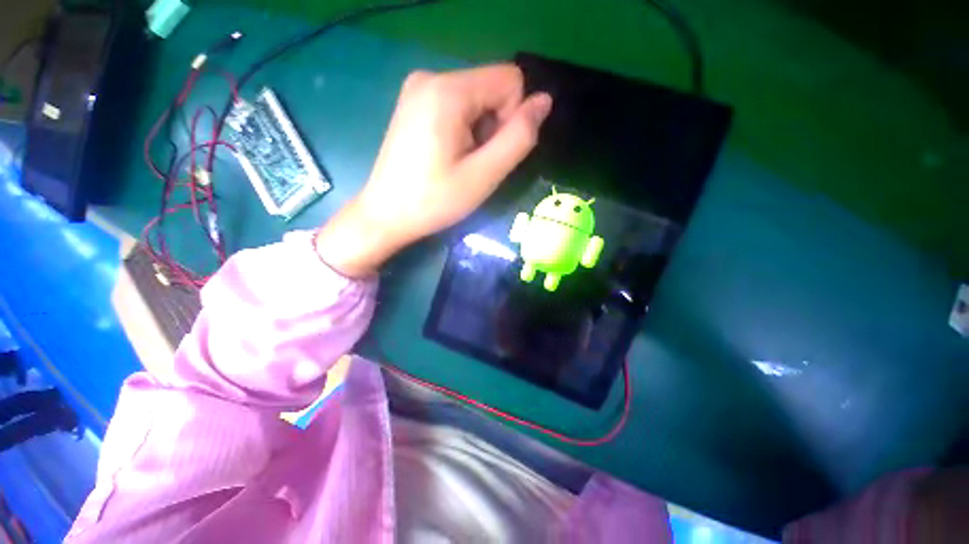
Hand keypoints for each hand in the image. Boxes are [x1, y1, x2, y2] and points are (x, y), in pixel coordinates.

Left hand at [316, 64, 551, 277]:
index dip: (512, 118)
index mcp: (448, 90)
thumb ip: (519, 137)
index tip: (490, 152)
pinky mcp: (414, 102)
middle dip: (493, 126)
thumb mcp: (484, 175)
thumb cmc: (435, 200)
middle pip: (491, 88)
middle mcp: (431, 76)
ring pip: (476, 98)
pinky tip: (447, 155)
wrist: (386, 214)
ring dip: (479, 131)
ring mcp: (418, 88)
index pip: (510, 80)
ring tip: (459, 162)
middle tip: (473, 163)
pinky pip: (457, 105)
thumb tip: (544, 102)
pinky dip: (463, 130)